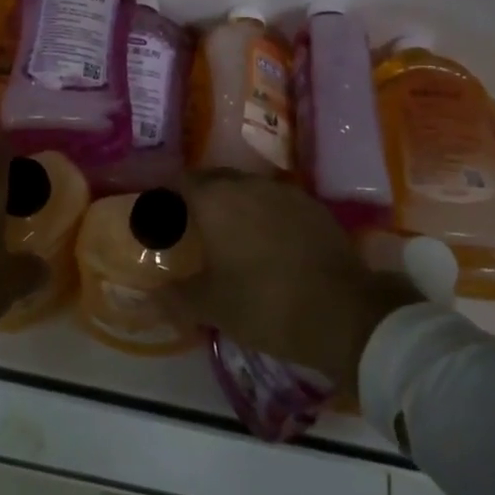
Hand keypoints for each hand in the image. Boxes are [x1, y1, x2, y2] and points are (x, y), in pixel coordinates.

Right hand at [172, 173, 419, 396]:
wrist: (345, 315)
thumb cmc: (266, 305)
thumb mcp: (213, 307)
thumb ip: (176, 297)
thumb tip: (149, 295)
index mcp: (216, 200)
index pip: (181, 182)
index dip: (167, 196)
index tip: (161, 215)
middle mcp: (249, 185)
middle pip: (214, 180)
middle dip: (199, 197)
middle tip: (191, 226)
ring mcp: (286, 192)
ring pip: (248, 188)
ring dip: (233, 204)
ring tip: (228, 234)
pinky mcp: (314, 207)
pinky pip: (276, 202)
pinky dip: (263, 214)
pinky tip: (267, 241)